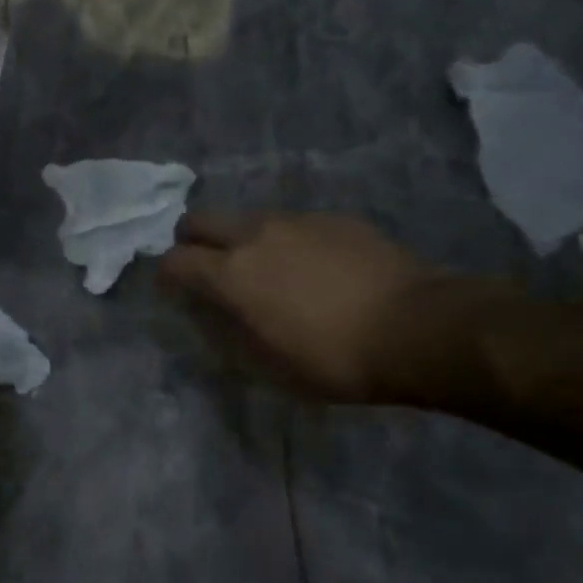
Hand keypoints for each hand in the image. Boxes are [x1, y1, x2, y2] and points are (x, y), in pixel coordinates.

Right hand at [158, 211, 489, 404]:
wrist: (416, 326)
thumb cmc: (333, 359)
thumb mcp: (266, 365)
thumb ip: (225, 332)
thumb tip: (206, 312)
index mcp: (231, 273)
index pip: (174, 261)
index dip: (165, 277)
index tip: (173, 292)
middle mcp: (256, 234)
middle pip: (199, 220)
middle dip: (190, 243)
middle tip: (207, 272)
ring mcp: (297, 220)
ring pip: (246, 218)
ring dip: (239, 241)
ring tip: (265, 273)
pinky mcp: (334, 218)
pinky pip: (291, 223)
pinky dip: (284, 241)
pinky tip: (312, 270)